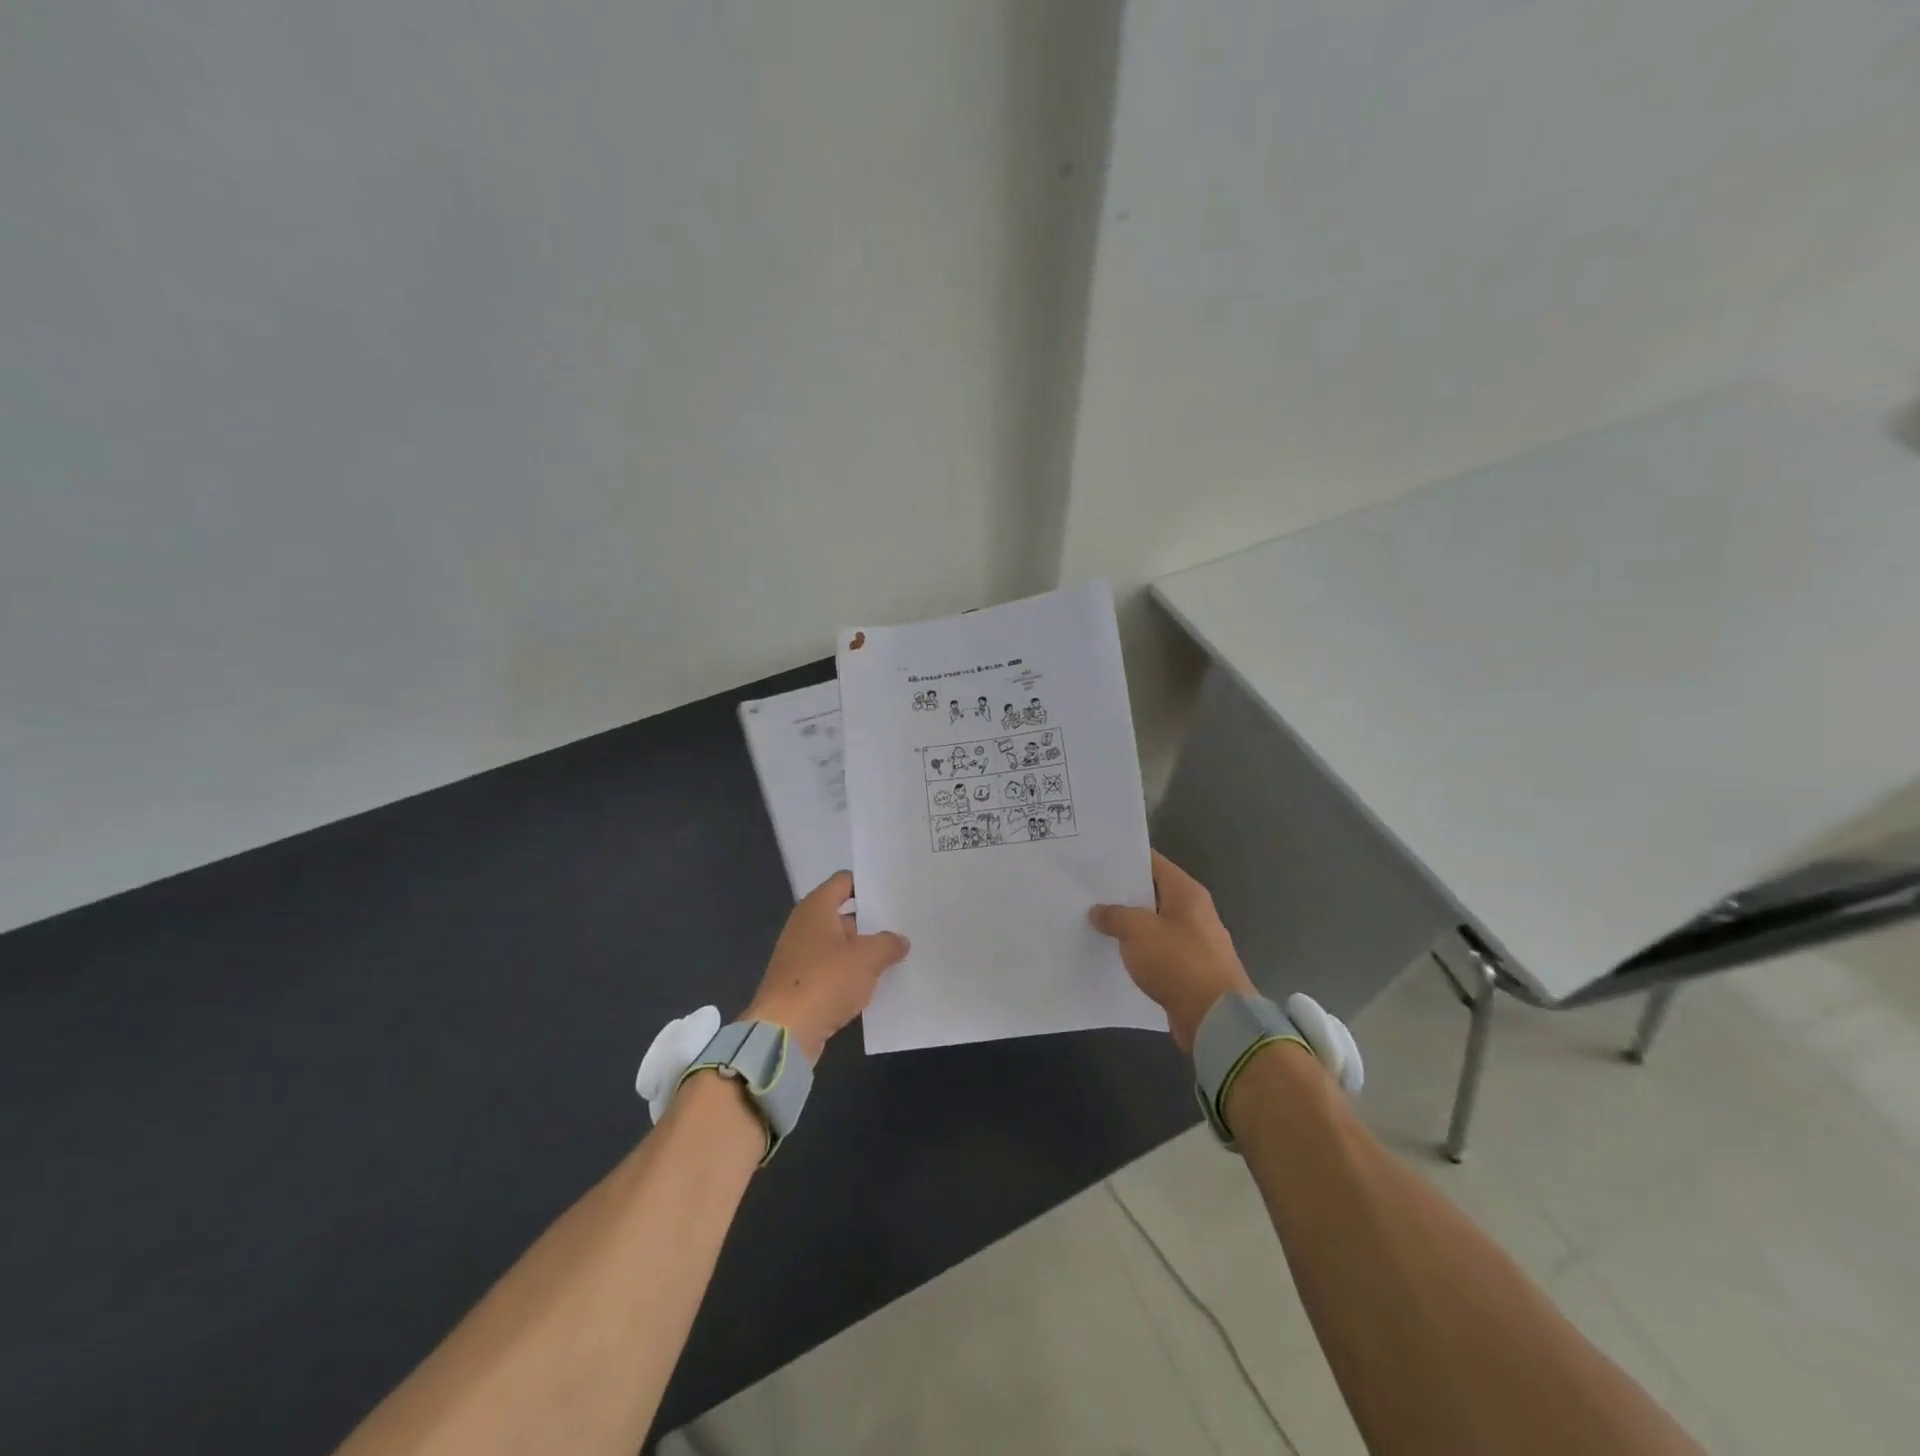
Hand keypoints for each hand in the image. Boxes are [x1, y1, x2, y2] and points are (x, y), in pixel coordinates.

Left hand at [744, 871, 908, 1062]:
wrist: (784, 1033)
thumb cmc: (825, 981)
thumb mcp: (867, 958)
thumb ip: (888, 943)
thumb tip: (899, 941)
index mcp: (816, 908)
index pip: (844, 881)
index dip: (868, 884)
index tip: (893, 891)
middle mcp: (804, 926)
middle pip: (843, 914)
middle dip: (871, 921)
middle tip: (903, 925)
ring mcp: (800, 956)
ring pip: (839, 945)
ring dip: (862, 951)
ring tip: (896, 955)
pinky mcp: (800, 985)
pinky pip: (831, 971)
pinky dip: (850, 975)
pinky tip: (874, 984)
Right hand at [1089, 851, 1254, 1052]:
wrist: (1216, 1017)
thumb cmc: (1178, 962)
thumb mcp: (1137, 931)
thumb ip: (1114, 915)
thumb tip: (1098, 911)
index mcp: (1186, 892)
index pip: (1152, 862)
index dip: (1124, 860)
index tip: (1095, 861)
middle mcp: (1193, 911)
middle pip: (1152, 893)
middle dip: (1121, 894)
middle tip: (1087, 893)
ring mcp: (1194, 941)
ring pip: (1153, 924)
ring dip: (1128, 925)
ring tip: (1094, 923)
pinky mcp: (1190, 969)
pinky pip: (1158, 951)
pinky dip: (1139, 951)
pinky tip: (1114, 955)